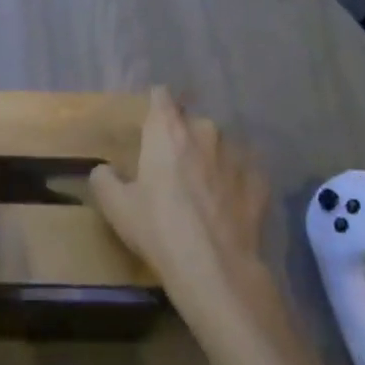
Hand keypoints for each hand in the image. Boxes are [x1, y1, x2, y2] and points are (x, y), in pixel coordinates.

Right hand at [88, 91, 271, 326]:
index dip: (155, 108)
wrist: (215, 269)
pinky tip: (228, 210)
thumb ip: (105, 179)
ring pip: (219, 147)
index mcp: (168, 128)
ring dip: (210, 161)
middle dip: (183, 140)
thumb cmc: (158, 228)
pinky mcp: (260, 180)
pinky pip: (243, 173)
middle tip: (174, 172)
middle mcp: (204, 129)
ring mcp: (237, 153)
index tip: (150, 128)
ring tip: (204, 194)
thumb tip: (104, 170)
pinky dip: (234, 185)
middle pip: (191, 124)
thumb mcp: (116, 207)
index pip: (161, 95)